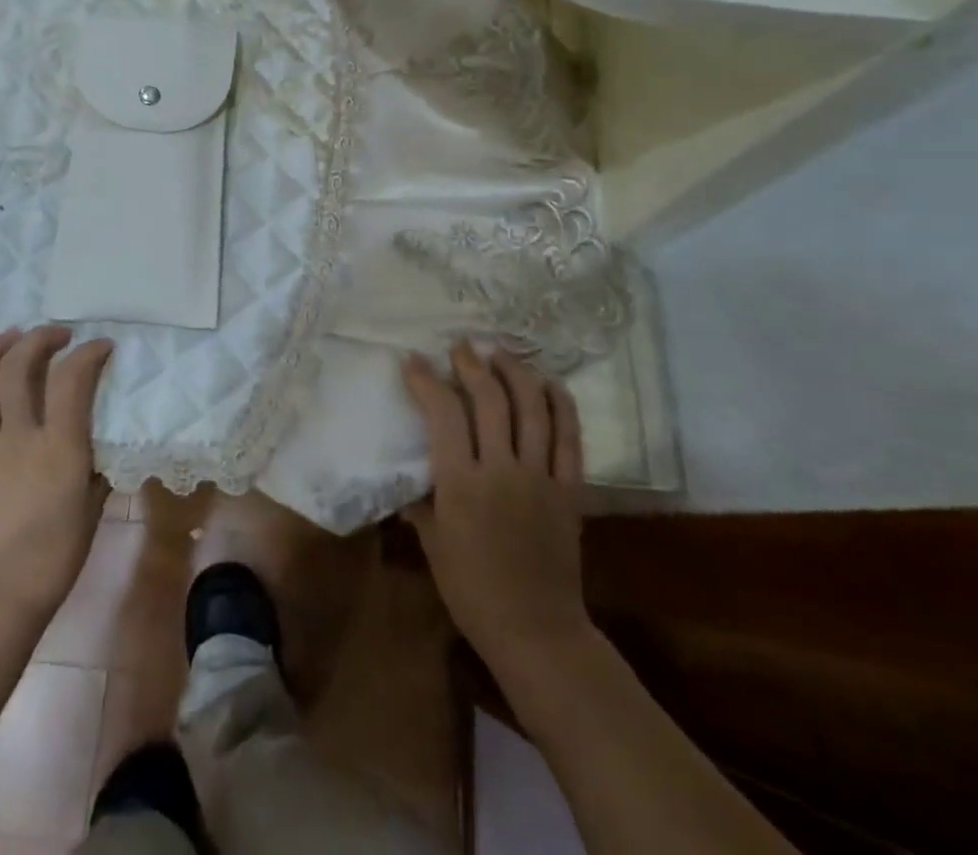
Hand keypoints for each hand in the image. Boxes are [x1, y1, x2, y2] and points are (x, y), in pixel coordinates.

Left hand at [0, 325, 111, 632]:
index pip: (73, 379)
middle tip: (55, 334)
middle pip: (19, 368)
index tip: (101, 346)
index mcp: (58, 447)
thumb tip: (94, 448)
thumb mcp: (91, 509)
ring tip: (9, 338)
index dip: (89, 353)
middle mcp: (17, 437)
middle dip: (39, 339)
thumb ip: (93, 470)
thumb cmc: (53, 561)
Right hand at [403, 343, 595, 688]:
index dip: (427, 381)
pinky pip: (570, 437)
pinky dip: (562, 404)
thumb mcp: (433, 546)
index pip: (443, 414)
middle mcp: (502, 470)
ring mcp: (540, 477)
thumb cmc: (473, 591)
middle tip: (461, 347)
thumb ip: (420, 503)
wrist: (536, 631)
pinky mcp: (570, 489)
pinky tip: (549, 383)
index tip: (415, 360)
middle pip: (490, 400)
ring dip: (516, 372)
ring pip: (532, 408)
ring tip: (501, 352)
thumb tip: (406, 478)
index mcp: (461, 484)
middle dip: (472, 365)